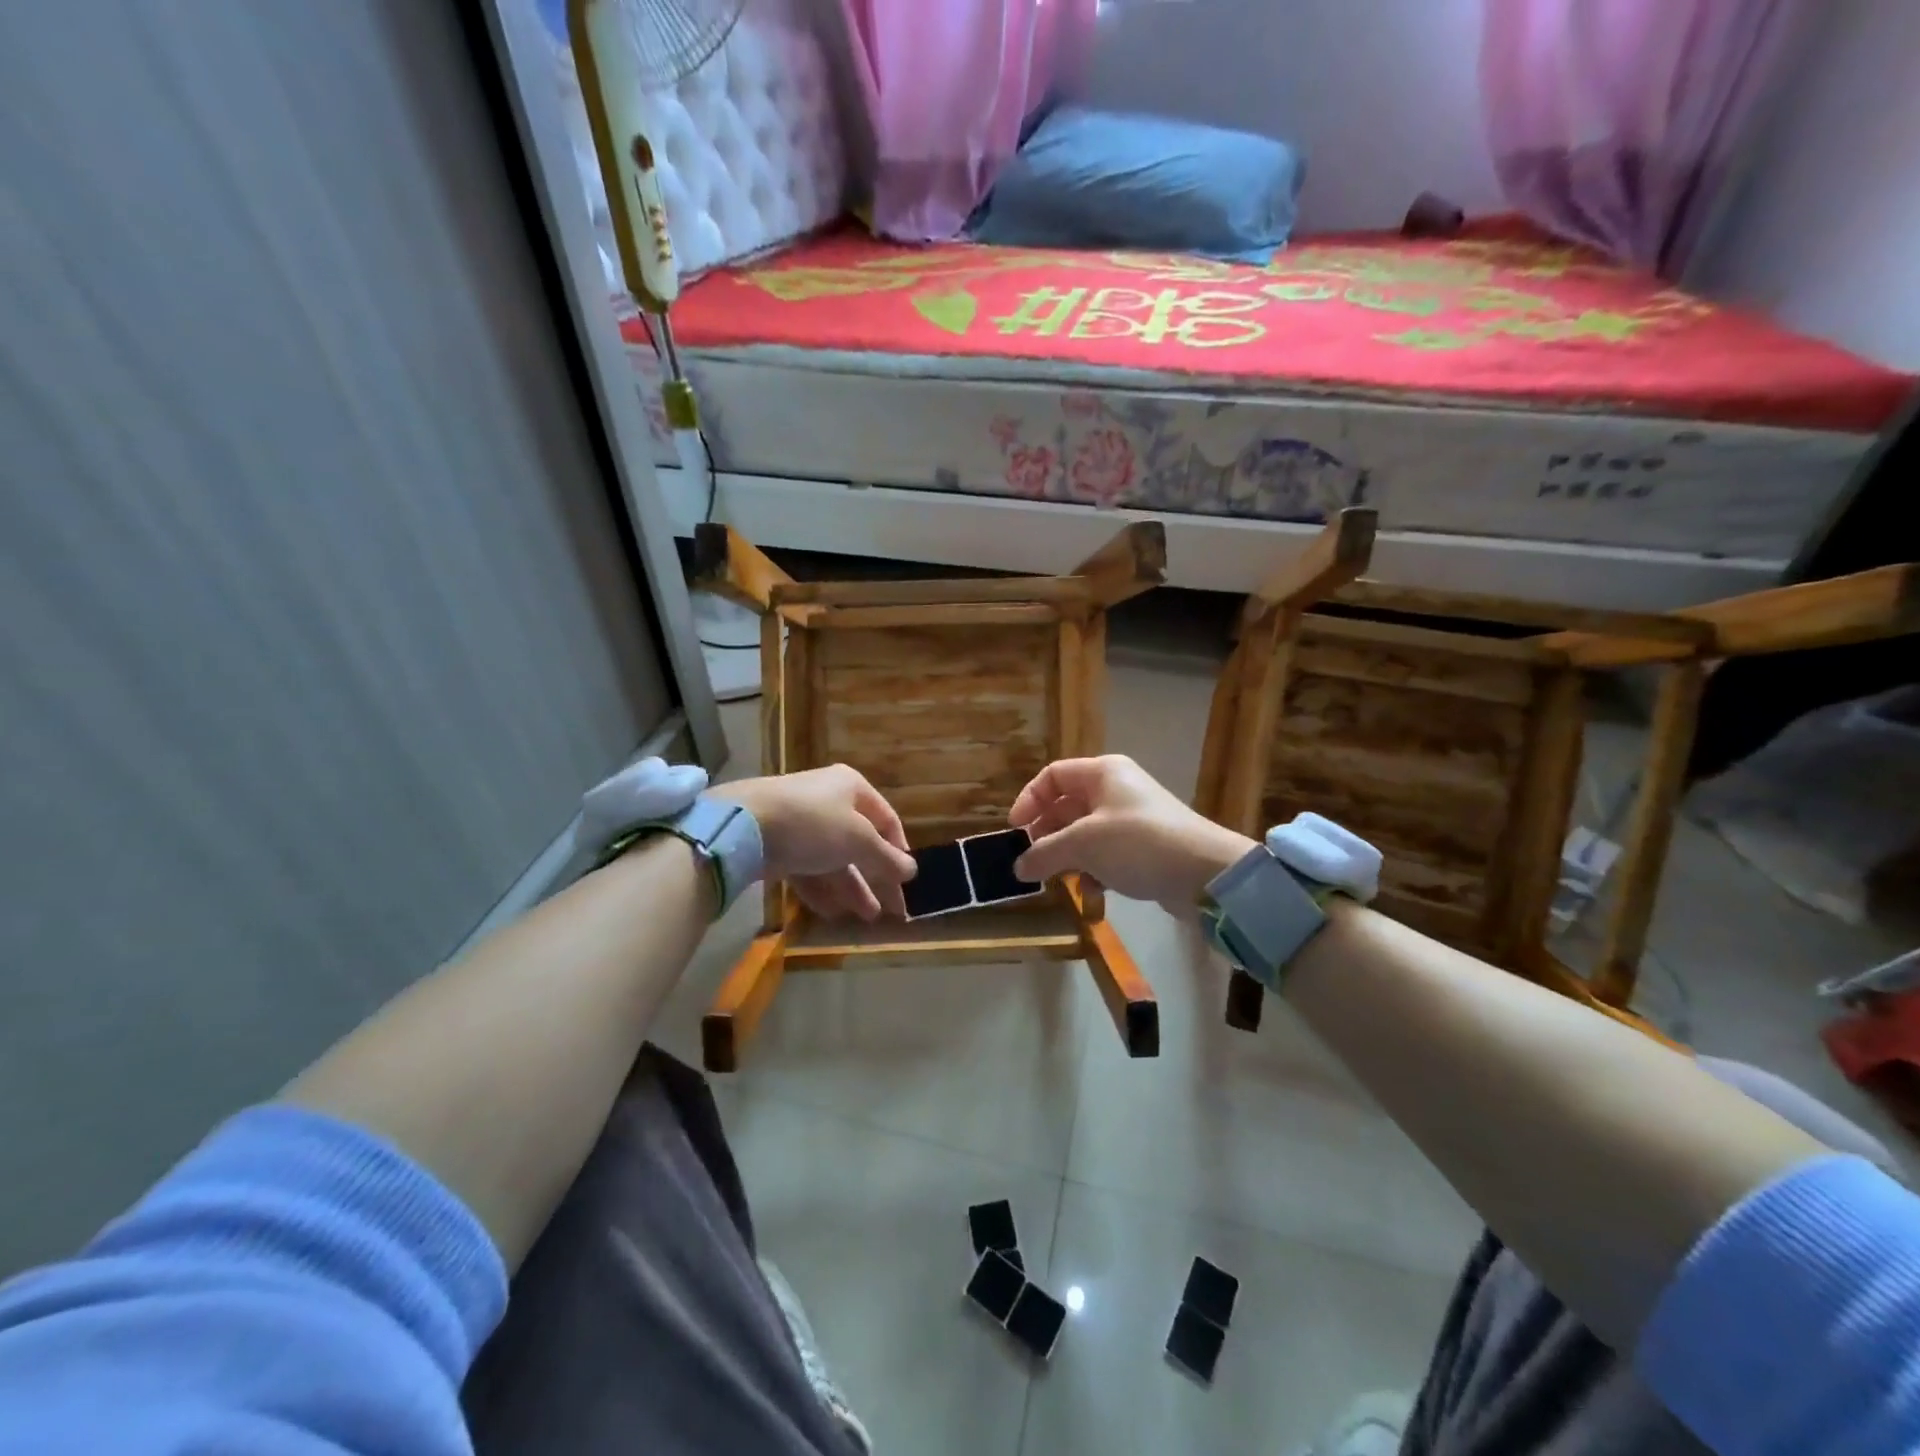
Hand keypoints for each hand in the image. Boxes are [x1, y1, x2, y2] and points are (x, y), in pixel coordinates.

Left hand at [713, 765, 915, 920]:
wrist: (743, 825)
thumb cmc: (813, 823)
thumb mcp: (858, 840)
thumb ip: (886, 858)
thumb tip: (912, 870)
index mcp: (852, 788)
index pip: (886, 819)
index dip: (899, 850)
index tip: (906, 880)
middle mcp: (828, 801)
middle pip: (860, 843)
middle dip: (876, 877)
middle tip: (892, 911)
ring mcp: (801, 824)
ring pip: (833, 859)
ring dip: (852, 889)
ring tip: (867, 918)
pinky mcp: (778, 845)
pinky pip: (807, 869)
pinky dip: (821, 890)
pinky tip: (833, 914)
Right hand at [1009, 755, 1256, 910]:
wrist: (1205, 873)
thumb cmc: (1138, 843)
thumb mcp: (1083, 844)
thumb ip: (1045, 852)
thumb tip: (1018, 867)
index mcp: (1102, 773)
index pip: (1052, 776)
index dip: (1029, 800)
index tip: (1015, 831)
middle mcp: (1116, 789)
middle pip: (1067, 806)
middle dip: (1046, 834)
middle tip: (1031, 860)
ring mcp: (1132, 818)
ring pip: (1084, 833)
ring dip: (1068, 856)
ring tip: (1057, 879)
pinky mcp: (1144, 847)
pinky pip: (1106, 853)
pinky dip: (1093, 869)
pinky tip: (1091, 891)